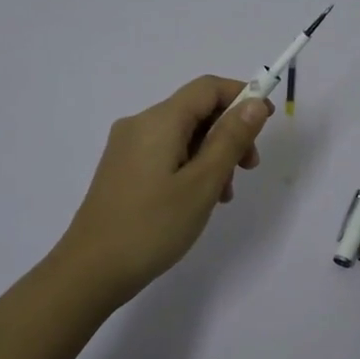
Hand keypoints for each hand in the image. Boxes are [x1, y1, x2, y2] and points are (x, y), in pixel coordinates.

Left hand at [53, 75, 272, 305]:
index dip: (242, 96)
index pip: (207, 87)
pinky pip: (166, 154)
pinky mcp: (123, 169)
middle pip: (196, 111)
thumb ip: (230, 139)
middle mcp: (140, 124)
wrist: (91, 270)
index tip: (268, 123)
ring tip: (223, 196)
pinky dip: (190, 166)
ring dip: (212, 155)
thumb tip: (255, 103)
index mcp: (159, 121)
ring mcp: (127, 148)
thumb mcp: (202, 183)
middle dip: (229, 132)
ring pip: (183, 136)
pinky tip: (199, 200)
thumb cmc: (153, 226)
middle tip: (248, 169)